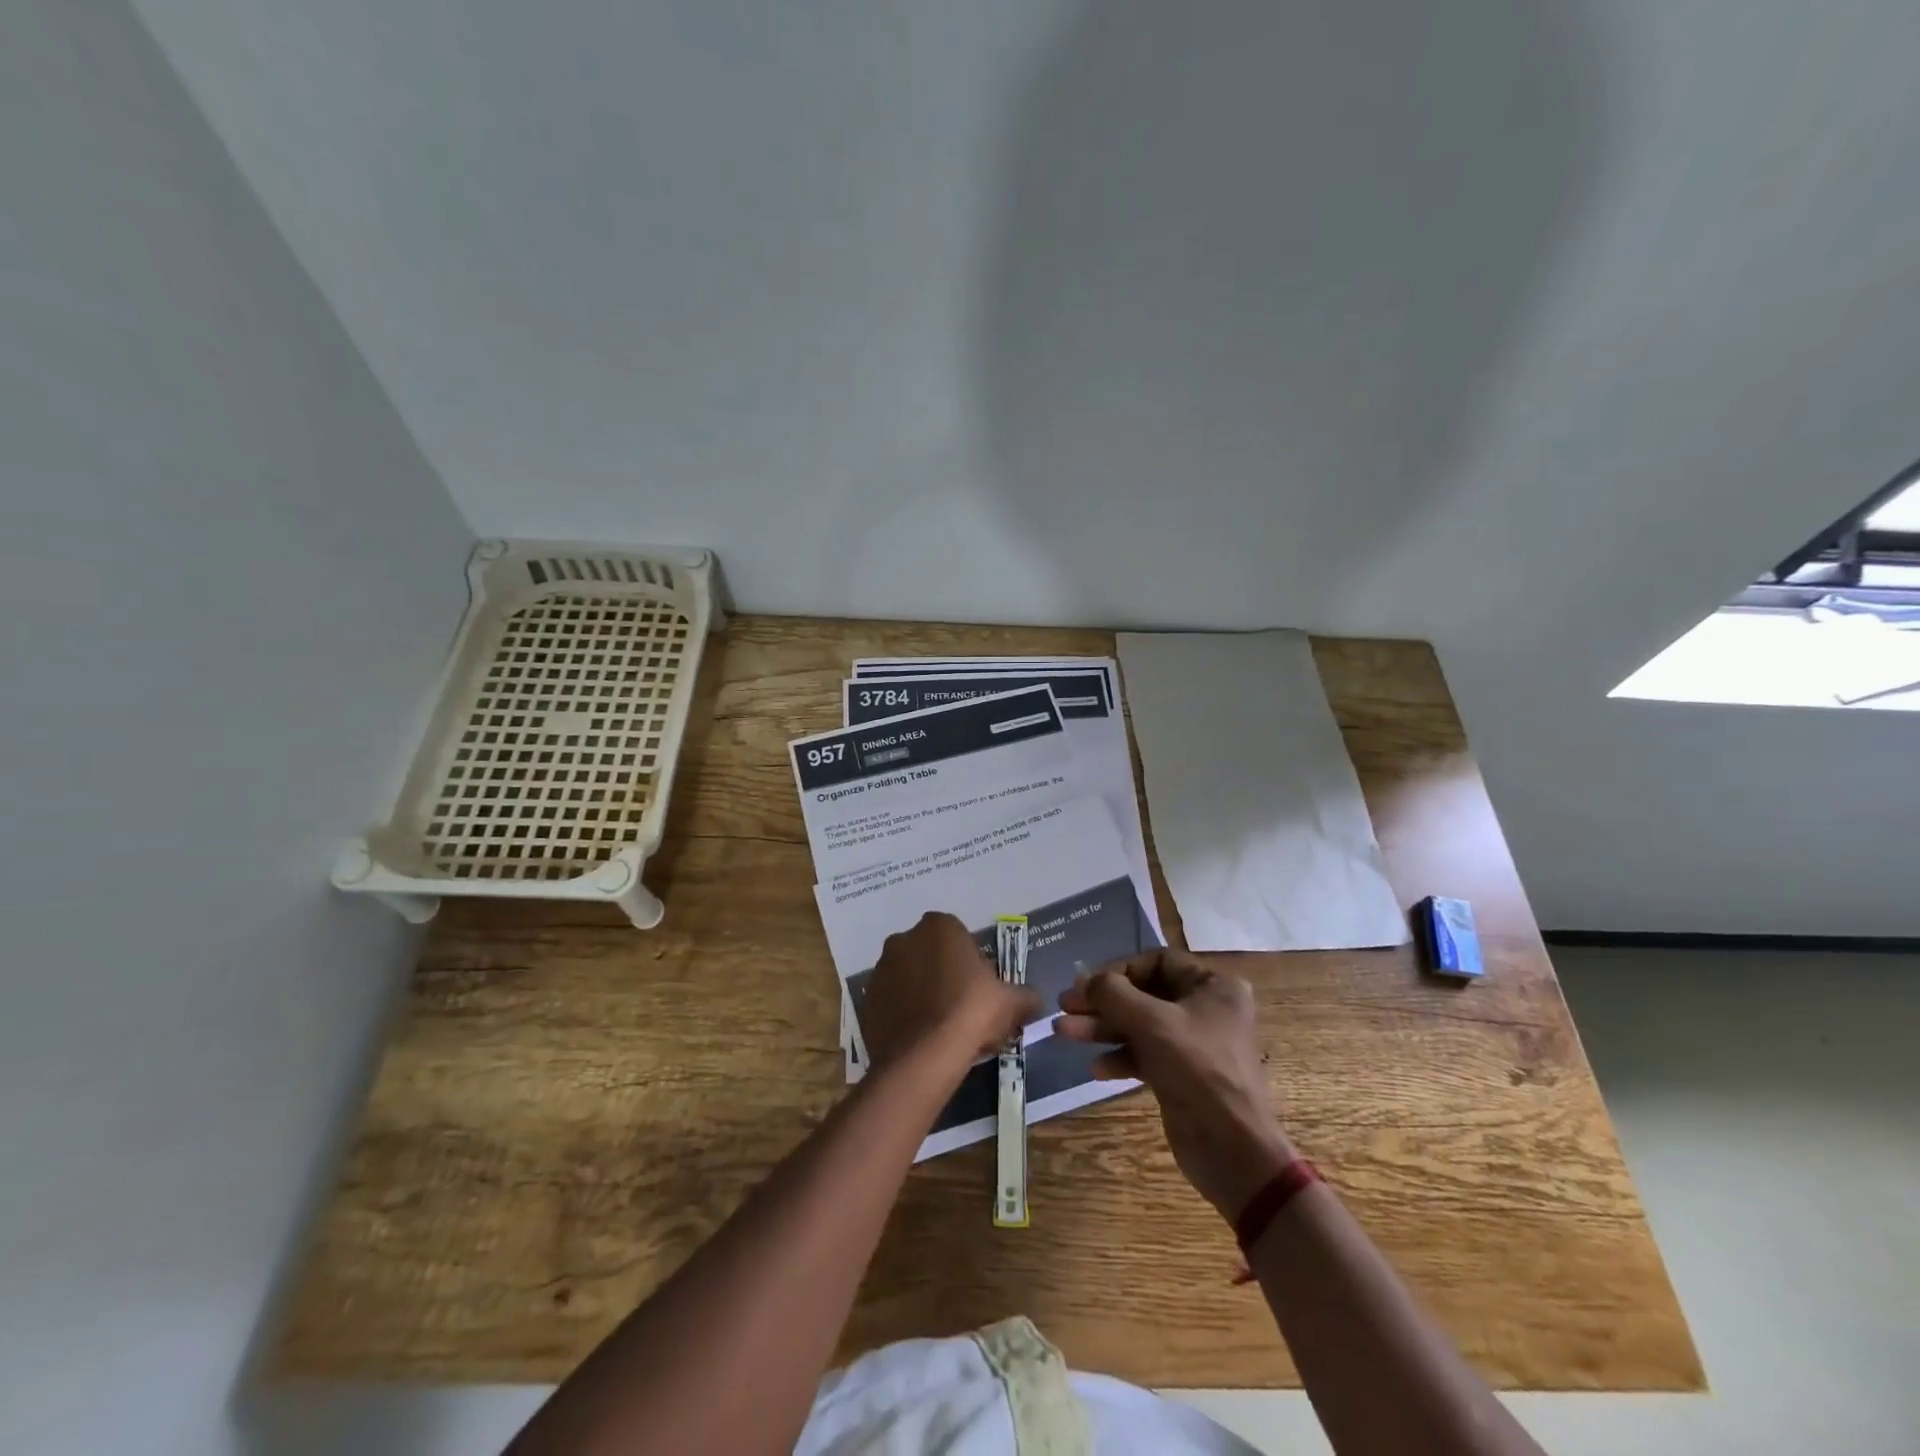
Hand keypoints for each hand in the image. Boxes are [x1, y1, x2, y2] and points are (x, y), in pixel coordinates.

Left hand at [861, 912, 1039, 1073]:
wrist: (924, 1056)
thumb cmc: (971, 1012)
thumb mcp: (1011, 1002)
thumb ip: (1025, 995)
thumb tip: (1034, 1000)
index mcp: (939, 926)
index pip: (957, 935)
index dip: (969, 960)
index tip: (980, 987)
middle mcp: (904, 939)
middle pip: (929, 953)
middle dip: (943, 973)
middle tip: (963, 1006)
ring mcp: (881, 969)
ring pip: (908, 977)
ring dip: (921, 993)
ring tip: (941, 1026)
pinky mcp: (866, 1000)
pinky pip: (891, 1002)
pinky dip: (903, 1014)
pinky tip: (921, 1038)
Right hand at [1055, 949, 1295, 1221]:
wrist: (1233, 1149)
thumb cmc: (1198, 1069)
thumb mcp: (1151, 1022)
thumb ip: (1113, 993)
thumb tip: (1084, 979)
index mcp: (1213, 986)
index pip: (1157, 961)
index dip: (1119, 970)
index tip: (1086, 984)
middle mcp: (1206, 1008)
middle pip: (1144, 994)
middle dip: (1102, 1002)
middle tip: (1064, 1007)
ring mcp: (1194, 1043)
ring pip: (1140, 1025)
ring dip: (1103, 1028)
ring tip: (1064, 1033)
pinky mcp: (1182, 1074)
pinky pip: (1145, 1054)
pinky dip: (1120, 1057)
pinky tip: (1096, 1068)